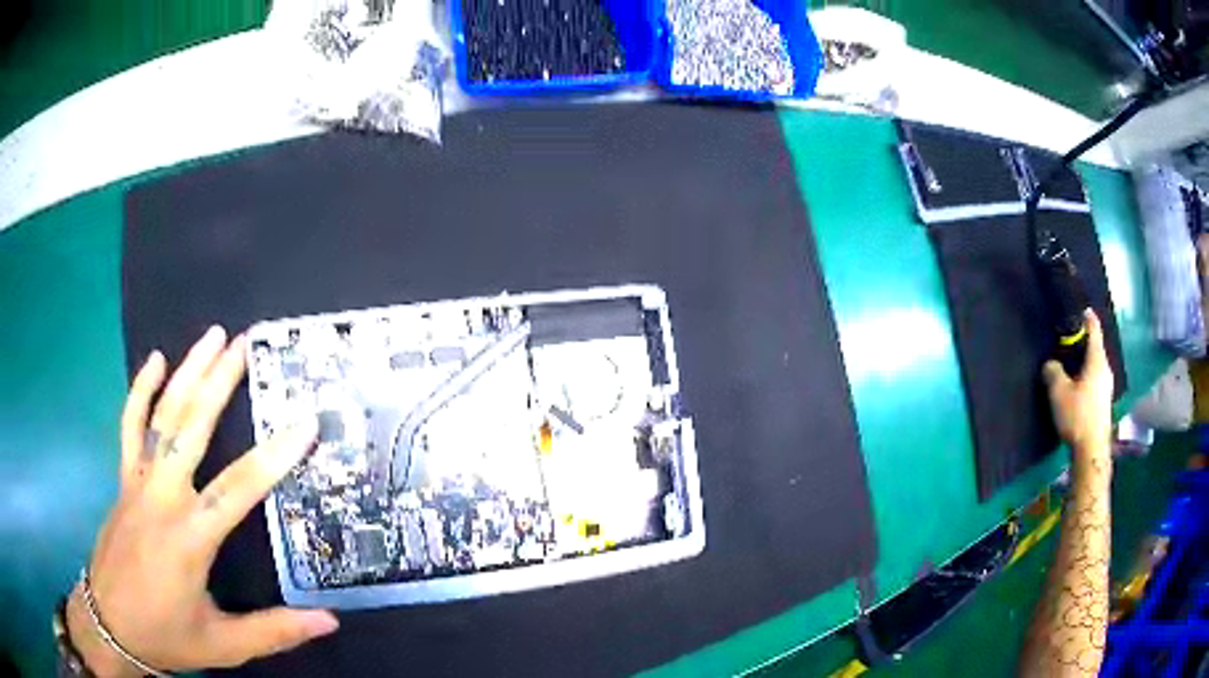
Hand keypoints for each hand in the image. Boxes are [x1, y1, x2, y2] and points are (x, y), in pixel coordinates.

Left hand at [67, 326, 337, 676]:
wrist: (112, 624)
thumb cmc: (167, 635)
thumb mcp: (224, 646)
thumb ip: (274, 631)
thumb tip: (329, 621)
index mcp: (189, 539)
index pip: (237, 489)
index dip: (274, 456)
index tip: (304, 422)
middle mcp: (161, 499)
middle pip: (190, 429)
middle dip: (218, 383)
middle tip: (243, 344)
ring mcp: (137, 483)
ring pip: (161, 416)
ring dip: (186, 373)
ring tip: (211, 336)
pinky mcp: (123, 479)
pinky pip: (129, 425)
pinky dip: (141, 390)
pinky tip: (155, 360)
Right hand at [1042, 309, 1113, 453]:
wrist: (1092, 450)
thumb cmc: (1078, 416)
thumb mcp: (1059, 393)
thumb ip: (1053, 373)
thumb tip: (1050, 364)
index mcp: (1096, 360)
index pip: (1094, 330)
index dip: (1087, 319)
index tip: (1083, 311)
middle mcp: (1105, 369)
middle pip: (1096, 348)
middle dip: (1084, 343)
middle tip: (1071, 341)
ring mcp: (1107, 387)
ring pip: (1096, 365)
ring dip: (1086, 362)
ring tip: (1072, 365)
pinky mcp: (1104, 402)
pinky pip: (1096, 379)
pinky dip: (1087, 376)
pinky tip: (1078, 386)